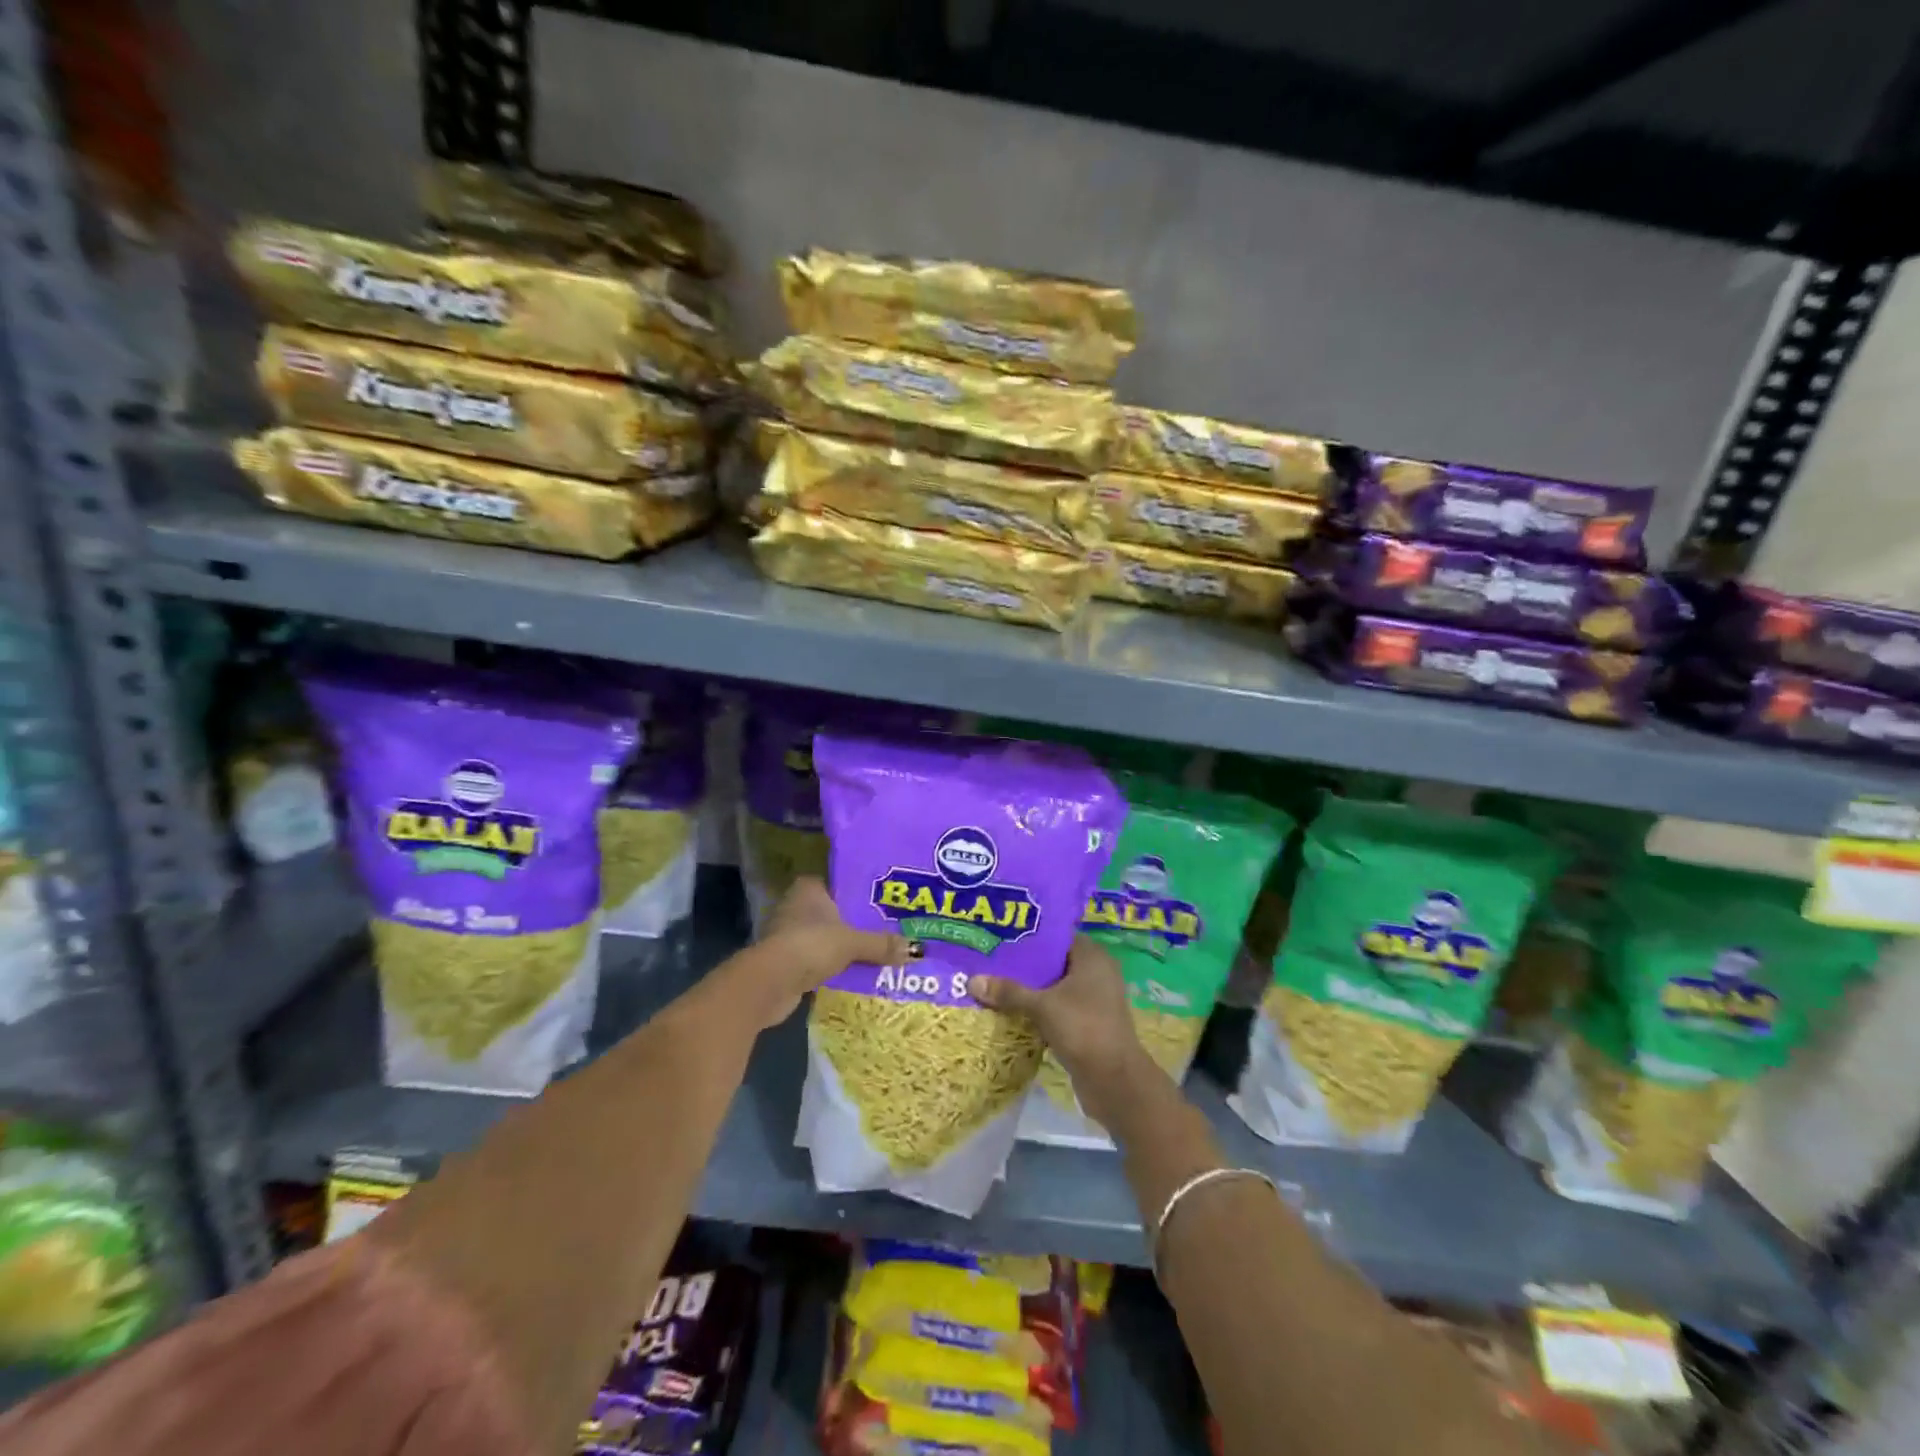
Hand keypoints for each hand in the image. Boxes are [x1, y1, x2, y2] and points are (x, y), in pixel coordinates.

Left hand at [742, 877, 913, 1026]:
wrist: (770, 982)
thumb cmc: (811, 945)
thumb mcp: (853, 943)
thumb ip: (881, 944)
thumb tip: (915, 949)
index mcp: (809, 888)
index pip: (839, 884)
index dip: (860, 893)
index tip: (884, 903)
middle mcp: (796, 906)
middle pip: (834, 912)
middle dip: (856, 923)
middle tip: (888, 929)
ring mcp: (788, 934)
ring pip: (826, 937)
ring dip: (844, 947)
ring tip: (878, 952)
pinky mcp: (786, 961)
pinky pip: (818, 958)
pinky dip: (833, 965)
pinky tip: (855, 972)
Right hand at [969, 938, 1153, 1122]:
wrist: (1115, 1081)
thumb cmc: (1082, 1029)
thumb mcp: (1042, 1007)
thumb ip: (1009, 992)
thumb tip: (972, 981)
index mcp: (1092, 957)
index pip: (1057, 937)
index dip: (1030, 937)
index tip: (1001, 939)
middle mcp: (1097, 973)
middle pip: (1054, 962)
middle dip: (1025, 965)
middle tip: (991, 962)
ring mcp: (1095, 1000)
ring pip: (1056, 987)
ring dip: (1031, 990)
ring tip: (996, 985)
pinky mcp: (1090, 1023)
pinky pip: (1060, 1008)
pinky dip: (1040, 1009)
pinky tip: (1013, 1012)